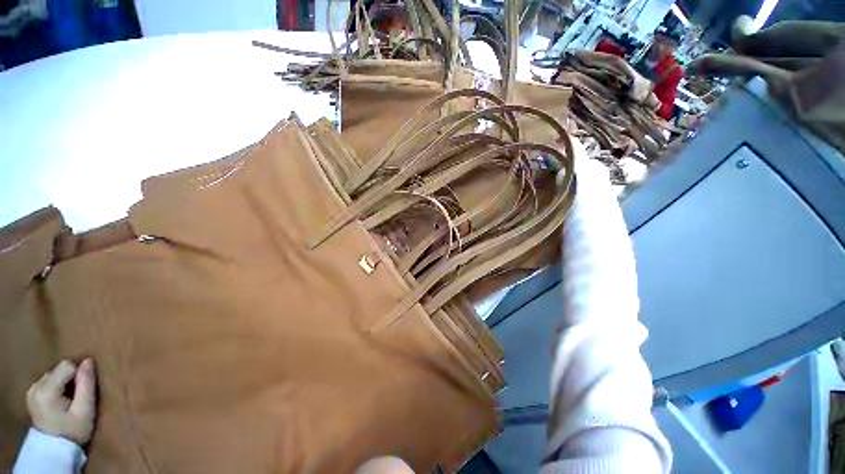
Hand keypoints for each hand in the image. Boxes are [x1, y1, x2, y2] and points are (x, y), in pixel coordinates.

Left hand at [26, 359, 96, 445]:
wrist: (55, 450)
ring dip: (64, 383)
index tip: (83, 391)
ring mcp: (31, 390)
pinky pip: (48, 381)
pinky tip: (59, 401)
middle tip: (76, 397)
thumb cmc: (73, 431)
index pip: (67, 366)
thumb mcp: (85, 410)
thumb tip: (89, 361)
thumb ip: (86, 384)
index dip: (79, 375)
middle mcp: (35, 386)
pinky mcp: (31, 393)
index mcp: (46, 390)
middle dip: (71, 379)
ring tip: (68, 400)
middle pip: (59, 369)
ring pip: (54, 374)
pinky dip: (57, 387)